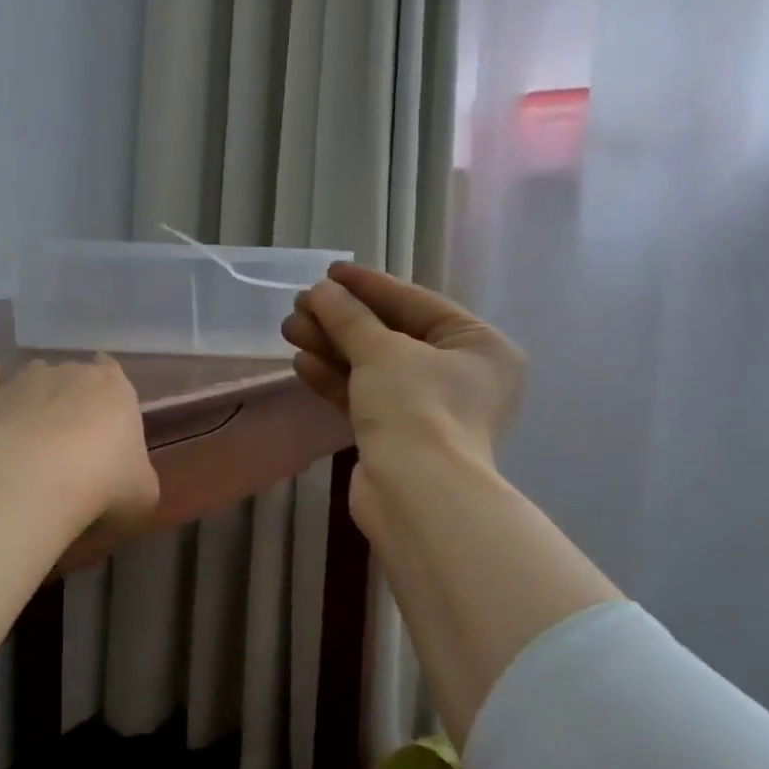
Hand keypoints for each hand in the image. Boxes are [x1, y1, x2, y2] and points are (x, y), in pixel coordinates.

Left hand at [0, 356, 158, 535]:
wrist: (28, 481)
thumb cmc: (102, 484)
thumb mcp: (142, 495)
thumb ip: (136, 479)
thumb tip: (127, 484)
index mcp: (115, 389)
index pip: (113, 373)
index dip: (108, 392)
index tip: (105, 415)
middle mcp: (69, 373)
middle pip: (72, 376)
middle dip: (70, 398)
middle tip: (68, 438)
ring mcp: (22, 381)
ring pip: (31, 377)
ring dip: (32, 396)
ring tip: (28, 430)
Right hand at [281, 262, 524, 478]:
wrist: (417, 496)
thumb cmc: (417, 407)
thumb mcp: (382, 351)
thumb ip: (349, 316)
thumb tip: (321, 291)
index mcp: (478, 346)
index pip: (416, 303)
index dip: (369, 285)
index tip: (329, 272)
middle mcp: (460, 375)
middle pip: (391, 335)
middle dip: (342, 320)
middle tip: (300, 304)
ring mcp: (429, 408)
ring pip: (374, 367)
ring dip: (332, 347)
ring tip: (290, 329)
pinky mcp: (399, 435)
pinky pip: (366, 396)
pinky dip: (336, 379)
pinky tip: (302, 363)